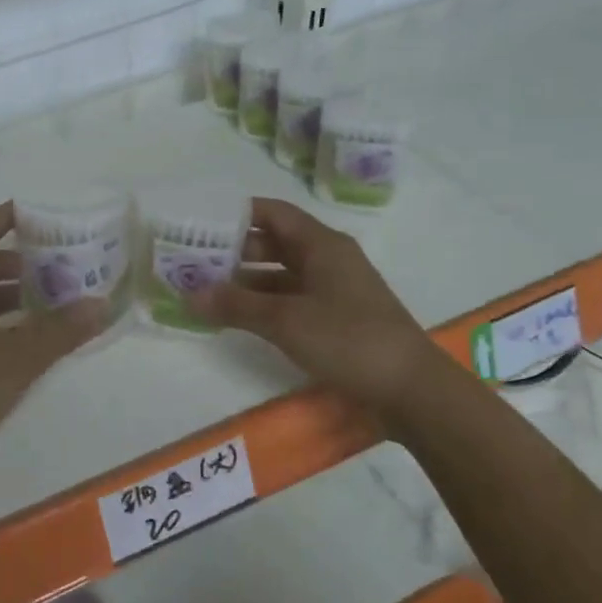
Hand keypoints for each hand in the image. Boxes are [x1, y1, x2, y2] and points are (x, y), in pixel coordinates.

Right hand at [187, 197, 437, 417]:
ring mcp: (334, 289)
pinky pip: (292, 299)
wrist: (412, 389)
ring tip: (207, 290)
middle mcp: (328, 259)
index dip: (237, 214)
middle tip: (194, 261)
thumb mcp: (286, 320)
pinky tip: (239, 317)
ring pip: (281, 274)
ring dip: (247, 281)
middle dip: (234, 250)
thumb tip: (189, 294)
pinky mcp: (337, 318)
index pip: (273, 213)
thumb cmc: (348, 339)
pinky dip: (265, 304)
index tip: (200, 222)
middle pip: (275, 242)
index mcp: (321, 244)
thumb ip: (236, 305)